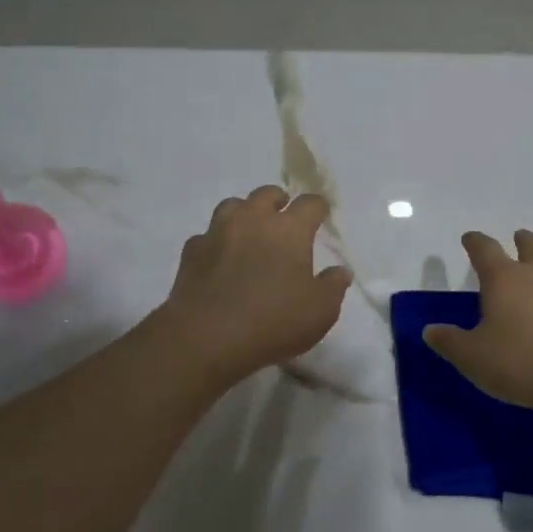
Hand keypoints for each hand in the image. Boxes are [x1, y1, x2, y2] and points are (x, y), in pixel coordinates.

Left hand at [156, 186, 352, 387]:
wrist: (207, 337)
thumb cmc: (273, 321)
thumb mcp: (320, 312)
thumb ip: (333, 287)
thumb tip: (340, 271)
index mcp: (289, 230)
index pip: (309, 204)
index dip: (318, 207)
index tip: (321, 214)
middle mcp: (253, 220)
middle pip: (267, 194)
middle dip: (278, 201)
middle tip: (283, 216)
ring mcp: (218, 232)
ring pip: (232, 206)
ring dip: (244, 213)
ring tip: (249, 231)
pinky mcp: (192, 251)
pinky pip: (206, 236)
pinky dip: (216, 242)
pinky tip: (219, 258)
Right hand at [423, 229, 532, 416]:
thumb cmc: (522, 363)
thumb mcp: (473, 358)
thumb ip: (449, 342)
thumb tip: (430, 330)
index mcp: (504, 279)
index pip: (484, 248)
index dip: (475, 241)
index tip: (469, 238)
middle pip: (531, 244)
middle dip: (521, 240)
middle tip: (517, 240)